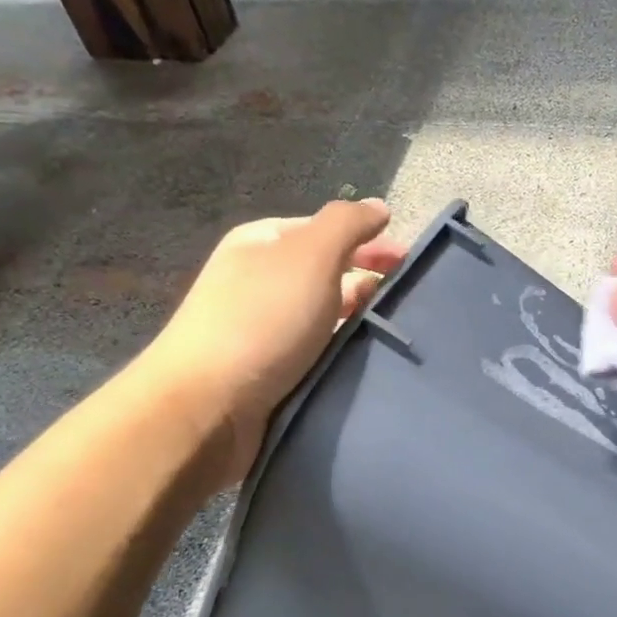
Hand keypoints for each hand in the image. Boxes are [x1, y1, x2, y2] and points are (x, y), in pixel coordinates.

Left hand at [140, 198, 407, 480]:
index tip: (409, 263)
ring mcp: (263, 330)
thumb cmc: (262, 320)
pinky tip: (366, 364)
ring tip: (395, 335)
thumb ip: (347, 224)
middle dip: (368, 282)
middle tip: (407, 301)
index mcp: (262, 244)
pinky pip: (317, 354)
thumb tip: (377, 206)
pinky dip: (342, 354)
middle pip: (327, 274)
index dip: (368, 241)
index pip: (326, 230)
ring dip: (359, 322)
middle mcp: (260, 282)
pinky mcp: (269, 373)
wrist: (206, 409)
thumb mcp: (310, 254)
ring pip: (325, 318)